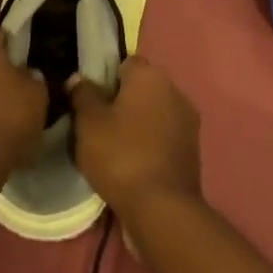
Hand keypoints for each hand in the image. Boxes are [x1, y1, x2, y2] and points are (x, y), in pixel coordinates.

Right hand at [65, 55, 201, 217]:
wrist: (162, 209)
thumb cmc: (121, 156)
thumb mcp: (88, 123)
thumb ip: (82, 94)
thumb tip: (79, 78)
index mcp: (150, 75)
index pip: (124, 63)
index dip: (105, 78)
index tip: (89, 100)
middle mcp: (174, 89)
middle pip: (141, 87)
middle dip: (121, 101)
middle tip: (96, 125)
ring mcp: (187, 121)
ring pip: (153, 112)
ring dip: (137, 123)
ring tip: (112, 147)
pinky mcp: (193, 150)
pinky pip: (164, 136)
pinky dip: (150, 144)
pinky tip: (131, 164)